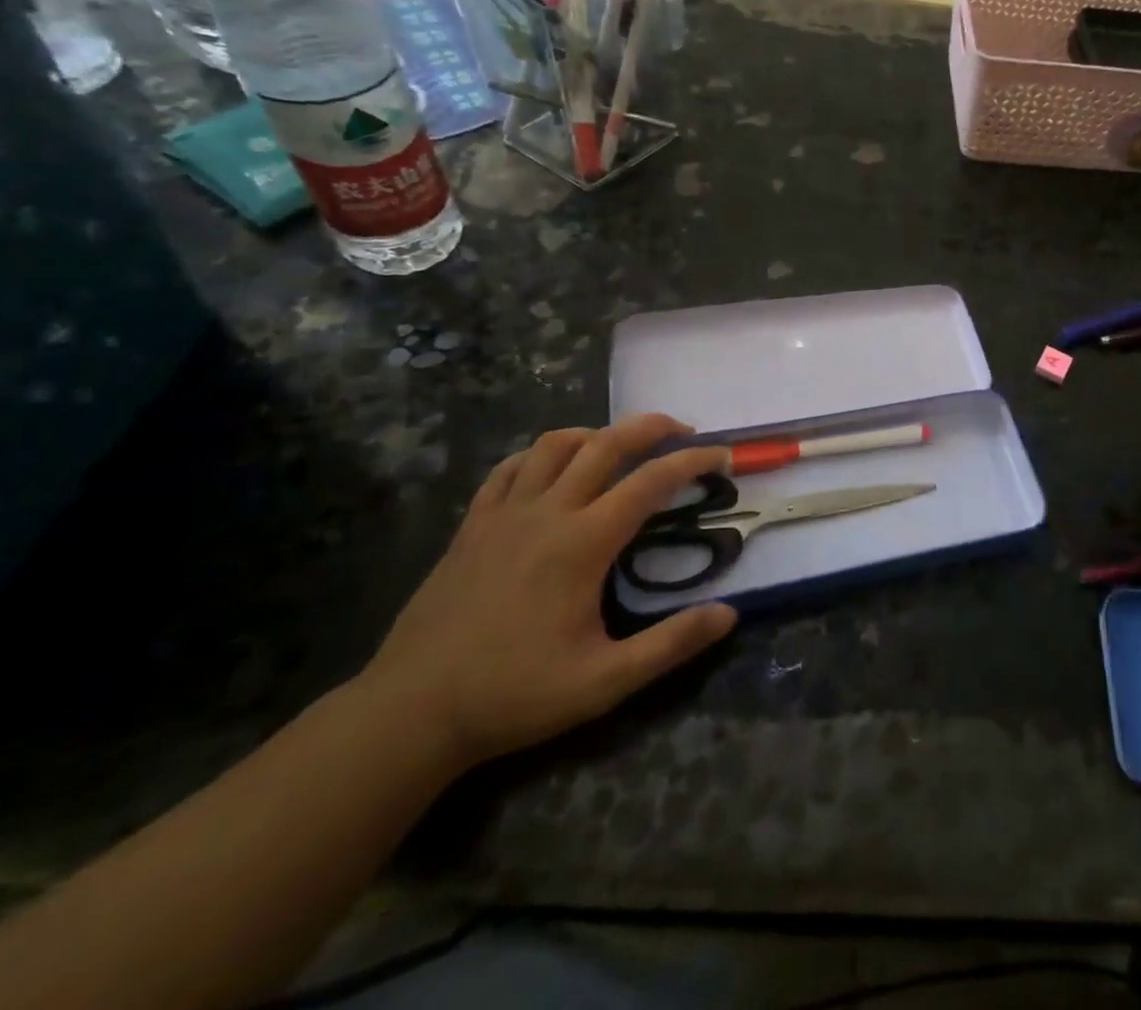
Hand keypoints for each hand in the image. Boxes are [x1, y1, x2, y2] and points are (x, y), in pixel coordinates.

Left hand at [359, 416, 737, 769]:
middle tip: (683, 430)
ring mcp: (504, 514)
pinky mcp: (472, 526)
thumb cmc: (514, 694)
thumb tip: (730, 615)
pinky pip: (509, 469)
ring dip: (597, 434)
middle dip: (651, 427)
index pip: (651, 481)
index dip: (693, 461)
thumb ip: (671, 644)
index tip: (722, 456)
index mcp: (584, 542)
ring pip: (555, 445)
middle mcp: (548, 513)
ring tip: (621, 445)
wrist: (410, 713)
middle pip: (606, 444)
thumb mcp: (605, 682)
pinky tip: (552, 468)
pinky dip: (539, 455)